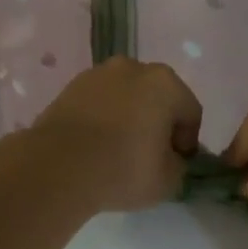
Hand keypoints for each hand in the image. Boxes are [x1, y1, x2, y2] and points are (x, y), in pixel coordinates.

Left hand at [29, 58, 203, 212]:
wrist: (57, 167)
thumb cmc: (124, 169)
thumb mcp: (169, 180)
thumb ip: (178, 165)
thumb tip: (169, 158)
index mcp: (166, 83)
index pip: (190, 113)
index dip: (187, 142)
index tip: (176, 164)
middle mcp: (134, 68)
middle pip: (158, 98)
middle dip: (158, 123)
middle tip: (150, 155)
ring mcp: (98, 74)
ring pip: (127, 98)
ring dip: (130, 118)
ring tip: (119, 150)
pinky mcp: (69, 87)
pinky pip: (99, 103)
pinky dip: (103, 119)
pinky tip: (96, 145)